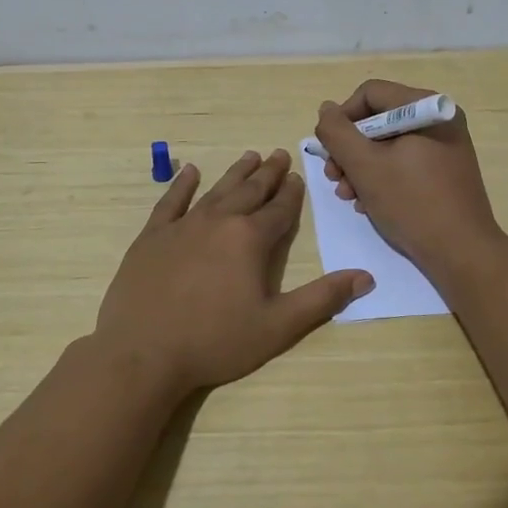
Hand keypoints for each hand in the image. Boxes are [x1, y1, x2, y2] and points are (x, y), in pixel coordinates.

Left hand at [93, 149, 373, 395]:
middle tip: (278, 154)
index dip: (291, 193)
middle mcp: (219, 221)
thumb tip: (365, 276)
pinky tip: (191, 172)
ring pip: (216, 191)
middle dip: (267, 174)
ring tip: (249, 156)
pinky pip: (171, 201)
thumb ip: (322, 299)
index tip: (297, 176)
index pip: (279, 210)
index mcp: (250, 239)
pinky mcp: (152, 237)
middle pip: (249, 191)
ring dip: (235, 173)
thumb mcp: (277, 326)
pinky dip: (182, 185)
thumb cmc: (215, 342)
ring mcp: (182, 226)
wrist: (142, 353)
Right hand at [315, 80, 507, 281]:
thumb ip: (337, 132)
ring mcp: (445, 146)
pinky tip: (369, 203)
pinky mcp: (445, 171)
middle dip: (350, 150)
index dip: (342, 119)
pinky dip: (382, 177)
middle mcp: (439, 119)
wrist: (462, 252)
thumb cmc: (412, 203)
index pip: (369, 94)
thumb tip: (326, 109)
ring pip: (388, 144)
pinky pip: (404, 162)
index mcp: (426, 108)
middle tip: (334, 179)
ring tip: (348, 196)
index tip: (329, 151)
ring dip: (361, 168)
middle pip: (378, 120)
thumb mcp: (364, 165)